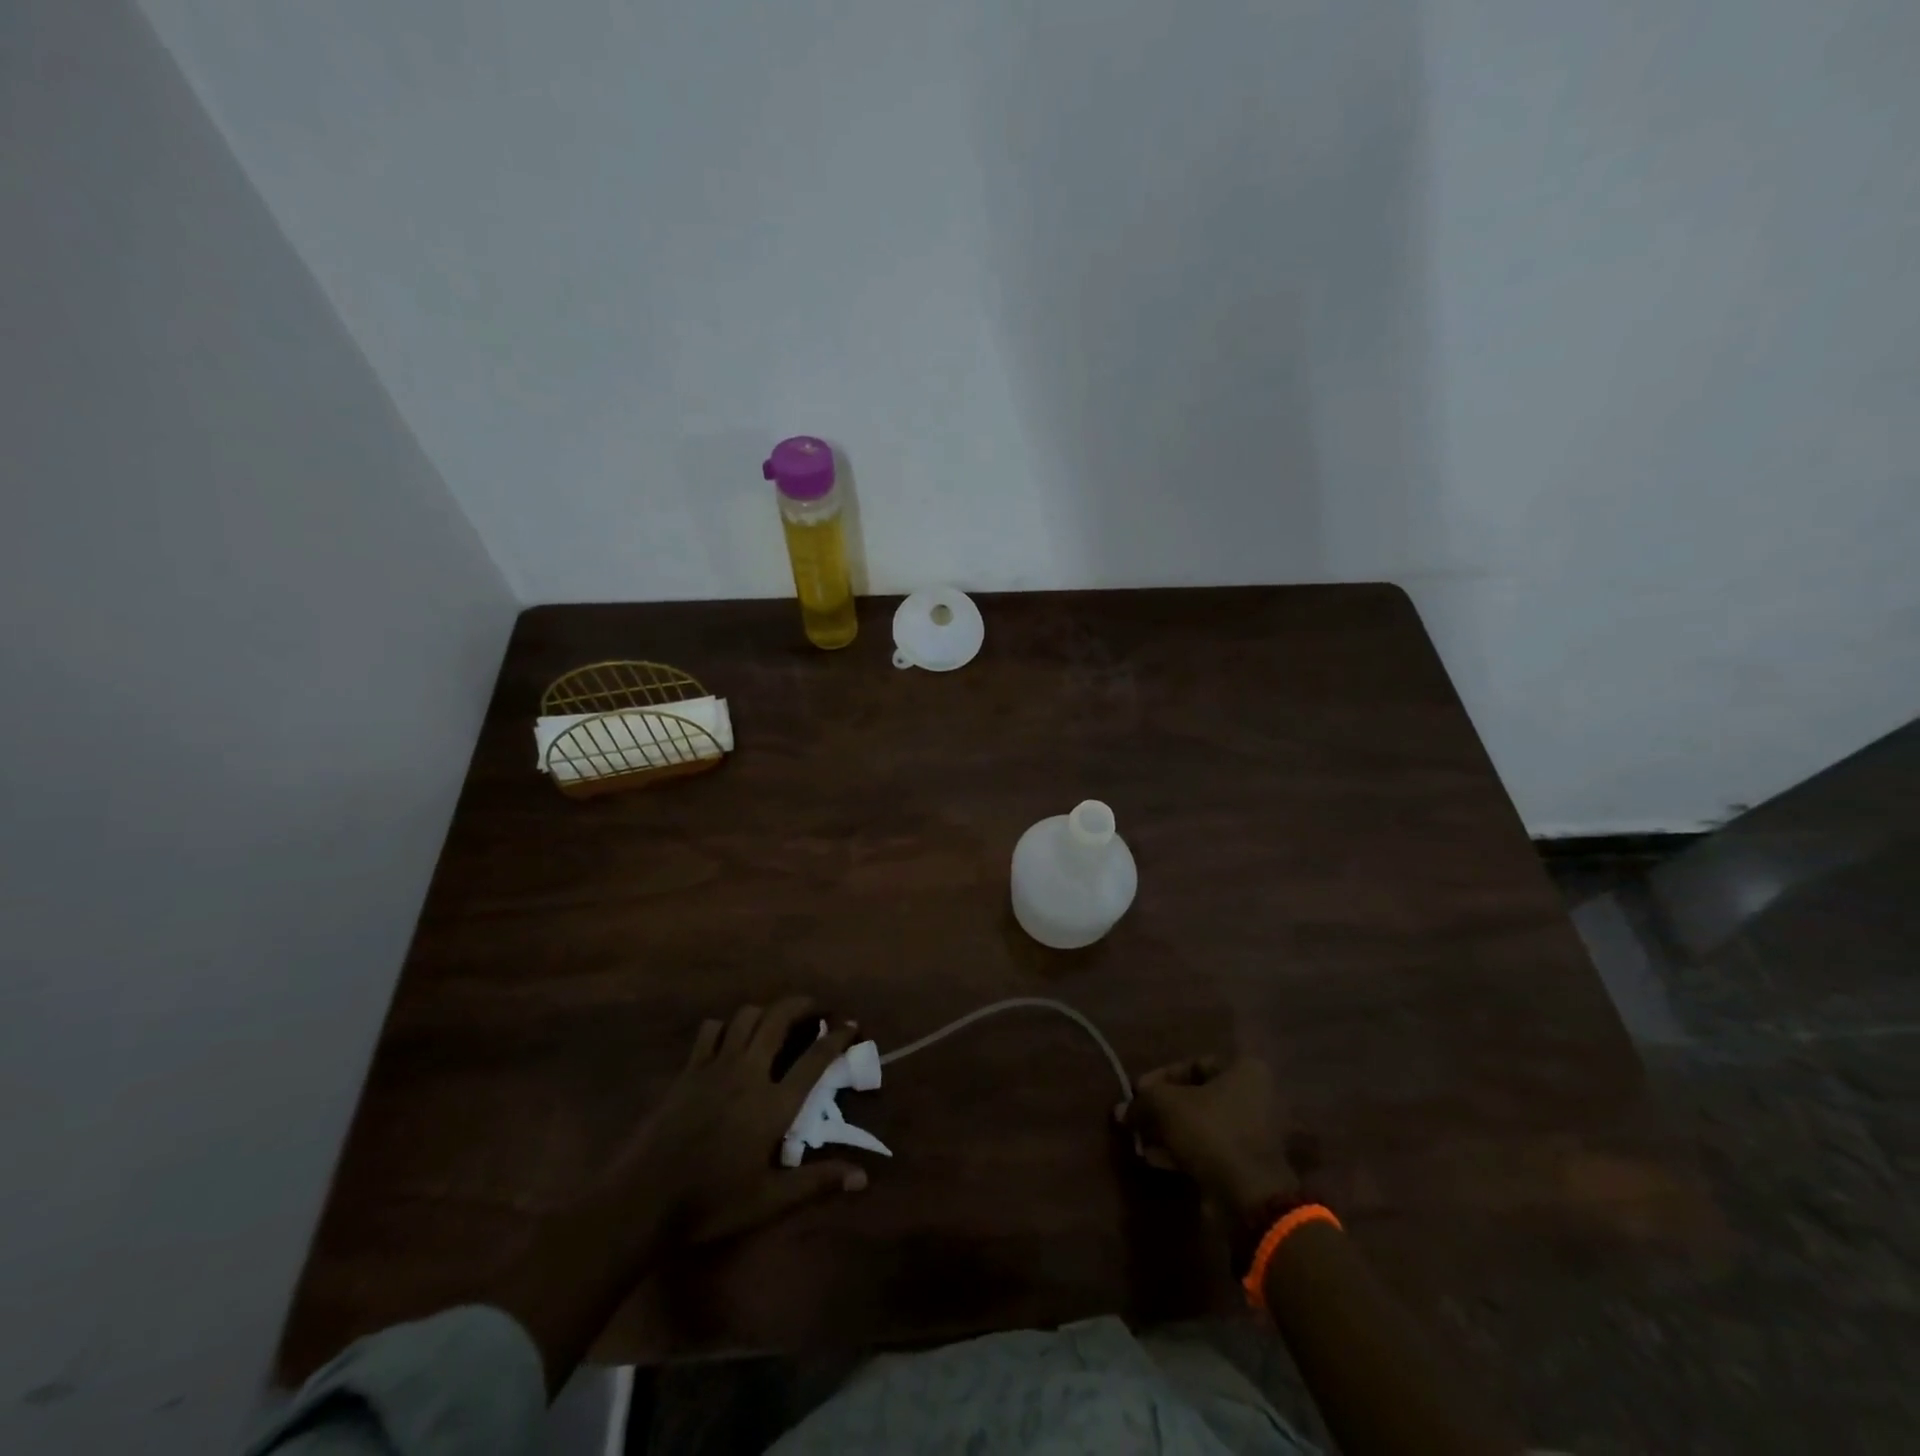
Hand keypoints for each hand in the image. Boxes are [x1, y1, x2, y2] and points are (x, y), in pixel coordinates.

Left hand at [606, 996, 869, 1245]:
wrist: (644, 1200)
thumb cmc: (711, 1203)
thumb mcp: (769, 1200)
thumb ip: (816, 1183)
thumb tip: (862, 1178)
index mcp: (773, 1104)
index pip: (815, 1058)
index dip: (837, 1037)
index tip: (851, 1025)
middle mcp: (749, 1073)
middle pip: (780, 1018)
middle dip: (804, 1005)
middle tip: (818, 1010)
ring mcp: (716, 1066)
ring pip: (747, 1016)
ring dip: (768, 1011)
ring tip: (779, 1021)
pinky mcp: (689, 1069)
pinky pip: (711, 1031)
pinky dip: (727, 1026)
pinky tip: (732, 1038)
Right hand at [1125, 1055, 1298, 1221]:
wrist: (1249, 1197)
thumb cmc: (1211, 1133)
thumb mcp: (1166, 1106)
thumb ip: (1142, 1101)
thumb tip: (1121, 1110)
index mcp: (1243, 1070)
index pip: (1193, 1064)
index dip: (1160, 1077)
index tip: (1137, 1093)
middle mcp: (1254, 1096)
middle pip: (1196, 1096)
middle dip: (1163, 1108)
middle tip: (1137, 1119)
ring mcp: (1252, 1133)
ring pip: (1200, 1124)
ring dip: (1169, 1131)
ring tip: (1142, 1142)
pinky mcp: (1246, 1164)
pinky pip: (1209, 1148)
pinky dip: (1183, 1151)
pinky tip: (1156, 1159)